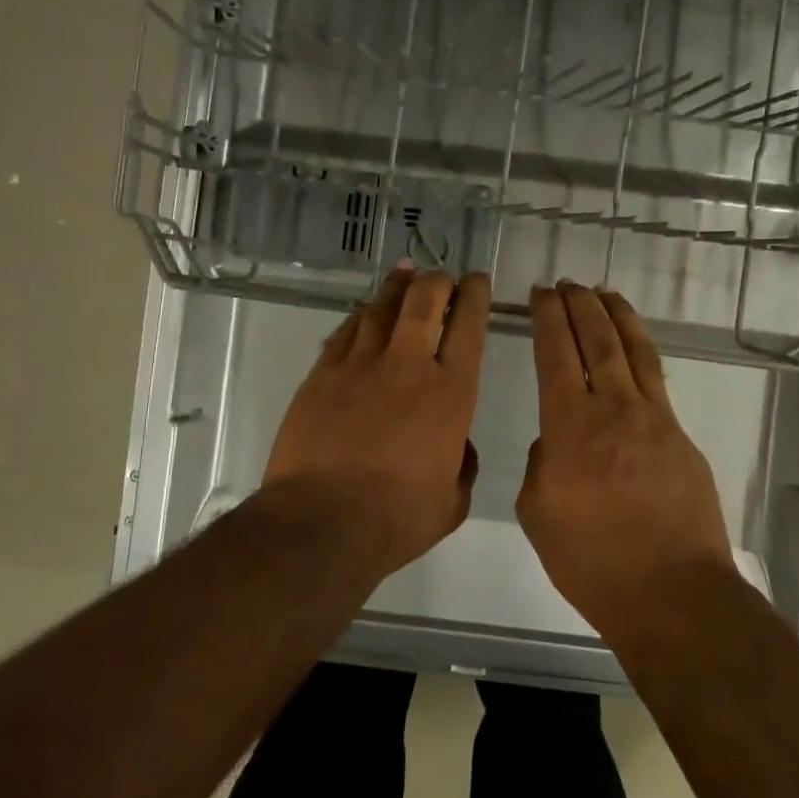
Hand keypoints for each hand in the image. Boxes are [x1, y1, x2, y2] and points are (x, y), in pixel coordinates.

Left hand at [264, 266, 489, 572]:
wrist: (322, 522)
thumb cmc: (397, 518)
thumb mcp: (452, 501)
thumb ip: (462, 465)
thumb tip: (458, 445)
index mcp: (451, 392)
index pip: (468, 326)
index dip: (475, 295)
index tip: (477, 281)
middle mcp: (407, 365)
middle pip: (424, 300)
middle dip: (437, 281)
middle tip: (441, 278)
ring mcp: (360, 365)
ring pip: (381, 307)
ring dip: (398, 287)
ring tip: (405, 275)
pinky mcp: (322, 373)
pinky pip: (345, 330)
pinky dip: (361, 316)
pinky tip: (365, 312)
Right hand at [517, 281, 736, 635]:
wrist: (672, 593)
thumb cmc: (592, 560)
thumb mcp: (538, 513)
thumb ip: (542, 464)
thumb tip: (557, 441)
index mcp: (570, 426)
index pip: (556, 353)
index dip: (548, 318)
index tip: (541, 294)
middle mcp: (613, 408)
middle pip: (596, 340)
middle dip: (578, 305)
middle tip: (566, 284)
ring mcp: (654, 418)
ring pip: (633, 350)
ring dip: (615, 316)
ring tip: (603, 293)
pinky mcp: (680, 436)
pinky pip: (657, 379)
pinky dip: (641, 351)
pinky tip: (634, 346)